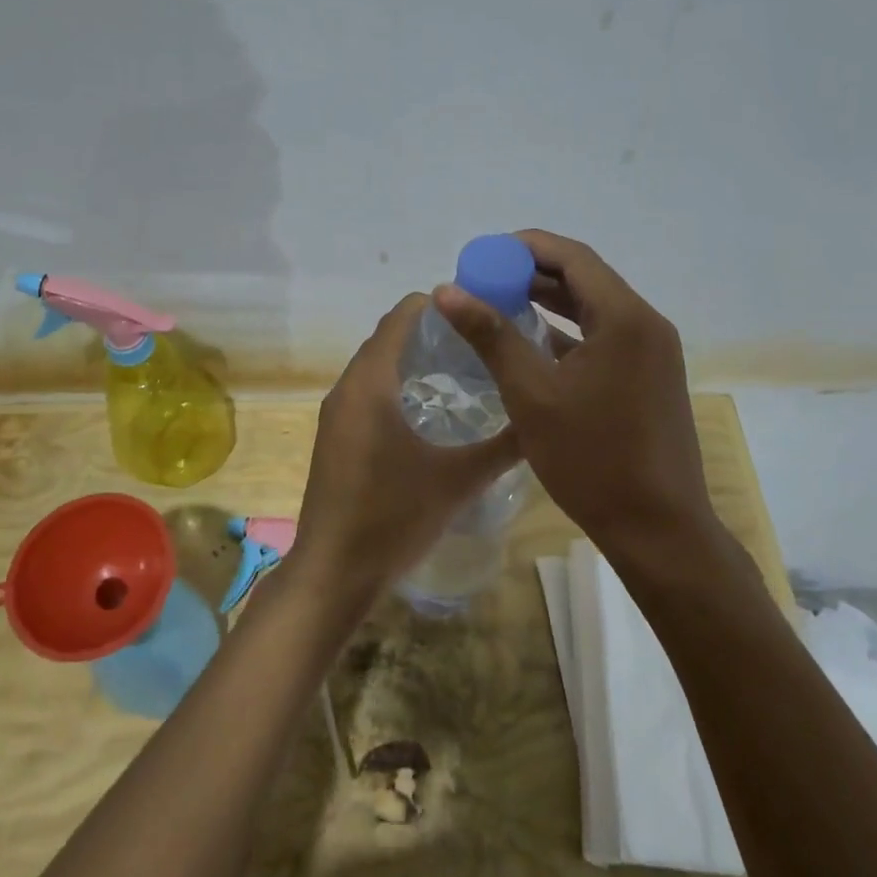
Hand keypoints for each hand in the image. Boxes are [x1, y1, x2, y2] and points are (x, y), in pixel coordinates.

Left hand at [294, 293, 520, 592]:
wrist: (334, 572)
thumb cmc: (392, 517)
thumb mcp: (458, 480)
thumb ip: (503, 446)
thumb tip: (542, 419)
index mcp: (370, 382)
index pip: (401, 316)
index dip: (440, 304)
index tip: (481, 310)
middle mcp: (347, 387)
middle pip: (389, 338)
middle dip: (433, 332)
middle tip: (483, 341)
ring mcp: (337, 413)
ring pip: (378, 367)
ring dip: (415, 361)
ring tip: (467, 372)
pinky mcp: (336, 437)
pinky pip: (369, 393)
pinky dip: (399, 387)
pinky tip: (435, 412)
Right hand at [434, 230, 716, 555]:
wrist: (659, 530)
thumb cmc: (592, 459)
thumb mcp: (531, 394)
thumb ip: (490, 335)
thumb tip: (446, 290)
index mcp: (625, 318)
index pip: (573, 257)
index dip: (526, 248)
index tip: (483, 255)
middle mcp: (646, 324)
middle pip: (585, 279)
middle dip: (533, 274)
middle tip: (484, 281)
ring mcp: (653, 353)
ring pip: (595, 309)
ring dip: (550, 302)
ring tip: (500, 305)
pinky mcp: (650, 378)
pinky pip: (605, 337)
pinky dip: (569, 332)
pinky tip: (533, 344)